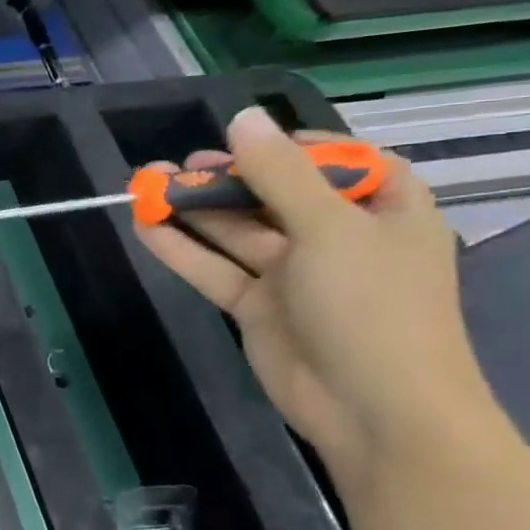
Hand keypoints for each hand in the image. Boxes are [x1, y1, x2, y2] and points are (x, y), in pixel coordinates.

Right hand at [135, 106, 491, 497]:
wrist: (375, 411)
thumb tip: (242, 118)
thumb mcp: (329, 228)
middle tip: (180, 165)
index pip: (343, 163)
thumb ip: (280, 173)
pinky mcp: (258, 306)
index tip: (248, 139)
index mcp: (384, 212)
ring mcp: (295, 275)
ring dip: (194, 209)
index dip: (296, 147)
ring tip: (145, 184)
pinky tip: (145, 225)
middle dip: (227, 178)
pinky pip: (215, 268)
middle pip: (275, 195)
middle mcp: (339, 239)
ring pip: (236, 231)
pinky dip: (181, 248)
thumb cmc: (371, 307)